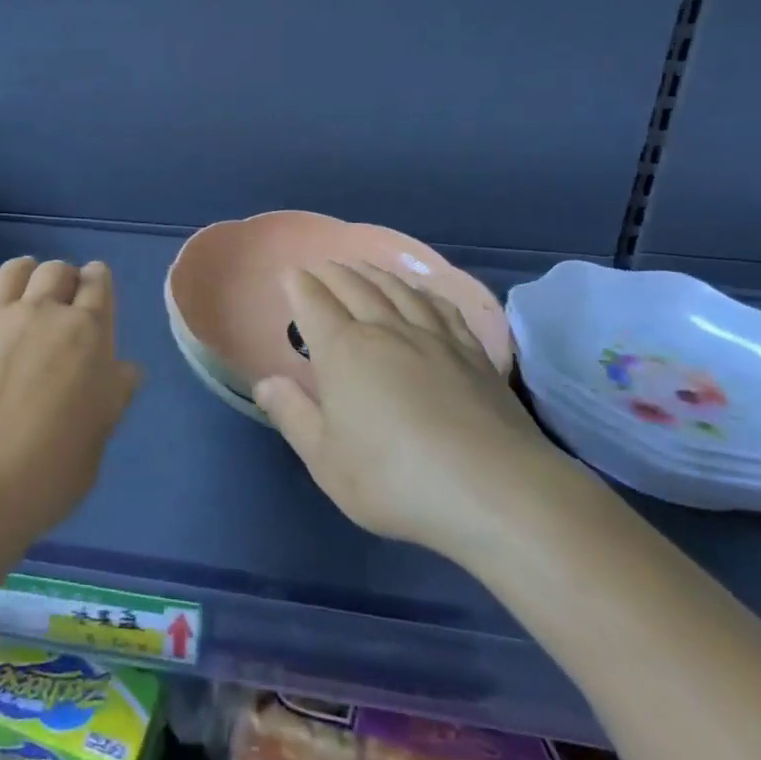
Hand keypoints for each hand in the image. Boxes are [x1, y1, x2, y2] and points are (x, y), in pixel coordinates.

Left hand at [0, 257, 139, 547]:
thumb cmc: (46, 474)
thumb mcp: (97, 439)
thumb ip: (112, 396)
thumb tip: (125, 370)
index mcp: (86, 334)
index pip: (97, 282)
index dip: (97, 281)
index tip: (93, 290)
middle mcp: (41, 311)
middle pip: (56, 271)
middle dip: (63, 279)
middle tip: (60, 302)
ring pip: (13, 270)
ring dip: (26, 275)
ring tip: (23, 294)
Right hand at [255, 263, 580, 556]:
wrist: (494, 492)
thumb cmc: (395, 479)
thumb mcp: (326, 460)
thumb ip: (292, 416)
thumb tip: (265, 381)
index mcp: (344, 351)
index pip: (315, 303)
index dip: (299, 286)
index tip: (289, 274)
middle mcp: (386, 331)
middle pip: (355, 287)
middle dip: (332, 273)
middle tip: (320, 267)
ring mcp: (434, 338)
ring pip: (398, 290)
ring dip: (374, 274)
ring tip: (362, 268)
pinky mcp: (472, 353)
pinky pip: (442, 308)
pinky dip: (423, 293)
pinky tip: (422, 294)